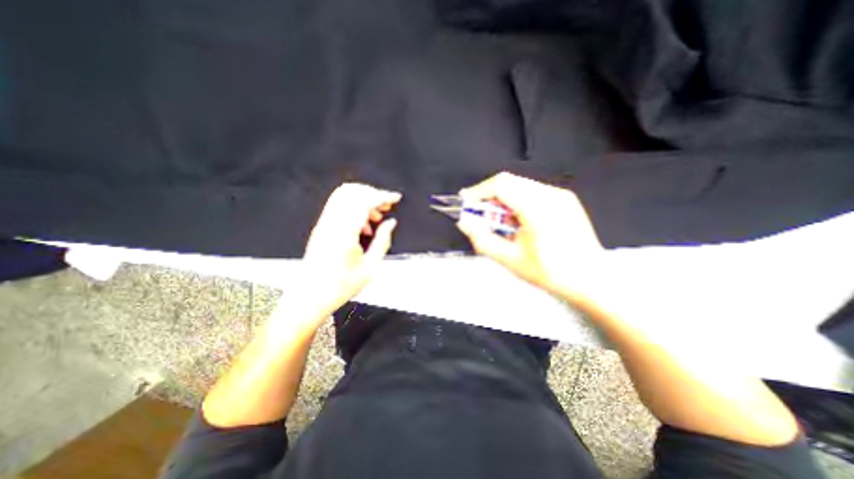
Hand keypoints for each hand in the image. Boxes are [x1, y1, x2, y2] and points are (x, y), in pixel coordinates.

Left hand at [298, 184, 402, 321]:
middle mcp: (331, 223)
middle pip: (352, 191)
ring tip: (377, 216)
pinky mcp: (321, 226)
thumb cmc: (340, 286)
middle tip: (387, 206)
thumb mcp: (370, 268)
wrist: (310, 296)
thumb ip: (382, 241)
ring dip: (363, 199)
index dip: (383, 196)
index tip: (396, 198)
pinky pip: (339, 205)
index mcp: (345, 233)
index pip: (364, 201)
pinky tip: (364, 223)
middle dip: (373, 194)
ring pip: (344, 195)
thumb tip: (390, 223)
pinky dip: (354, 207)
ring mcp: (324, 223)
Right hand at [457, 171, 602, 299]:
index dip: (478, 191)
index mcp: (538, 208)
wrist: (591, 279)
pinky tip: (517, 221)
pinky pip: (532, 191)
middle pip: (508, 182)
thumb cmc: (552, 273)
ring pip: (519, 185)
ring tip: (499, 222)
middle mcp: (551, 195)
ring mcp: (560, 195)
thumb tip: (465, 222)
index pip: (500, 185)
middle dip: (488, 196)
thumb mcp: (510, 259)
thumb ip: (482, 239)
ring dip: (502, 200)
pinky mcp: (564, 199)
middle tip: (479, 215)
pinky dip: (516, 201)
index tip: (465, 203)